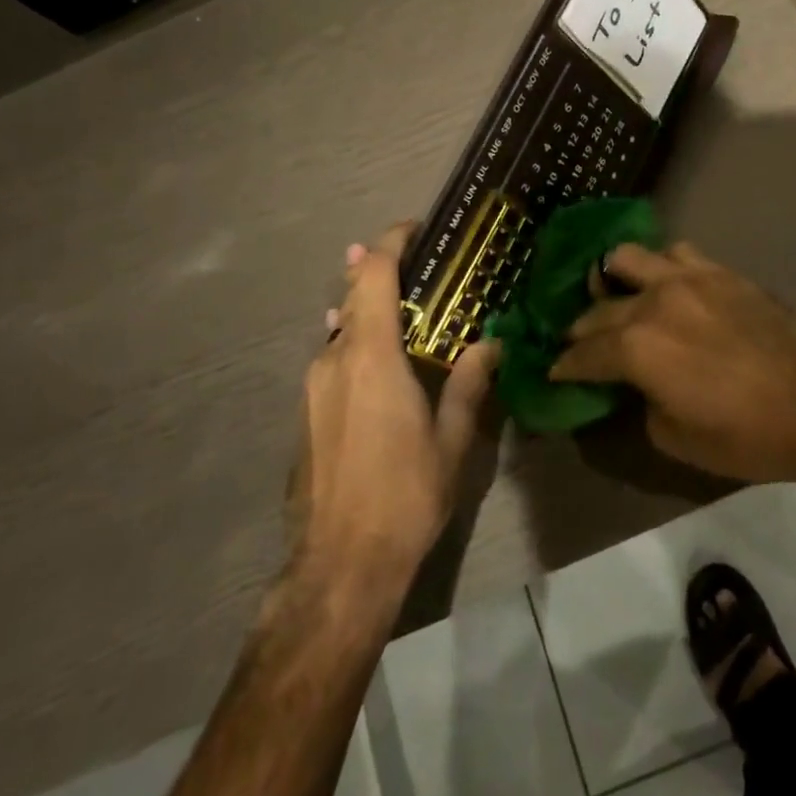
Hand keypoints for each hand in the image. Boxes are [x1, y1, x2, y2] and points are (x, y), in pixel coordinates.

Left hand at [289, 223, 498, 597]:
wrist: (339, 567)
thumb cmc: (404, 495)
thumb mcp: (451, 439)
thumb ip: (469, 383)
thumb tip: (491, 344)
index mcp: (371, 358)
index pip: (373, 278)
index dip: (391, 244)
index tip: (414, 228)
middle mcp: (333, 361)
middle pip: (351, 296)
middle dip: (378, 271)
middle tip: (419, 265)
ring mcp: (312, 389)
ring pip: (339, 330)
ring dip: (367, 310)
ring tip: (405, 311)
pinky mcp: (304, 415)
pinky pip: (332, 359)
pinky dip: (356, 343)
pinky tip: (380, 362)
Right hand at [550, 243, 795, 484]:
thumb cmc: (744, 434)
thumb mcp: (675, 437)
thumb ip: (642, 402)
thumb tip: (639, 384)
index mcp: (635, 348)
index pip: (583, 354)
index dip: (565, 366)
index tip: (555, 371)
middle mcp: (652, 302)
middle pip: (598, 309)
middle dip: (581, 329)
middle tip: (579, 344)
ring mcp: (687, 279)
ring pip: (628, 257)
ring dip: (614, 279)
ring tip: (619, 296)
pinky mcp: (718, 271)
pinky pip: (676, 253)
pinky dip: (661, 267)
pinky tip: (668, 285)